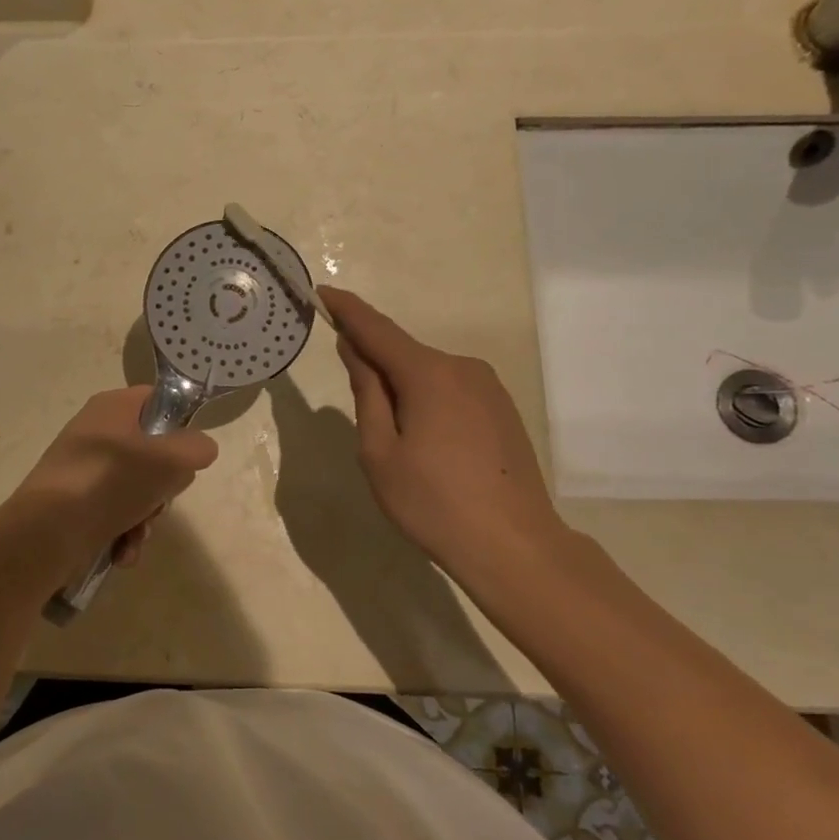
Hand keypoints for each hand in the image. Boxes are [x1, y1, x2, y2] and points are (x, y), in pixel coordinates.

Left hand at [1, 387, 218, 583]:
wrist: (44, 533)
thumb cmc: (109, 482)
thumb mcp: (168, 460)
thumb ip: (196, 448)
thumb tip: (200, 449)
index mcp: (113, 407)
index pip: (158, 400)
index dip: (180, 425)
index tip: (188, 455)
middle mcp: (97, 432)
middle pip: (152, 452)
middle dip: (163, 487)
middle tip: (159, 500)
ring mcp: (84, 468)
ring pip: (137, 488)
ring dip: (146, 518)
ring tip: (136, 536)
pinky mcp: (75, 502)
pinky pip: (114, 513)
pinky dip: (124, 534)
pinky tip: (122, 553)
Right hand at [321, 287, 568, 579]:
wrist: (515, 546)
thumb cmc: (433, 502)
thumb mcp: (380, 452)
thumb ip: (366, 392)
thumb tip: (354, 348)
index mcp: (428, 374)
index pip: (376, 329)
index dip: (347, 311)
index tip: (323, 293)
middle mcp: (462, 367)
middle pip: (403, 354)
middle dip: (374, 367)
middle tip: (362, 419)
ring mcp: (488, 387)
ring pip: (427, 375)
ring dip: (403, 391)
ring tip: (399, 447)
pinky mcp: (501, 408)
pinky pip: (450, 391)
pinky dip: (428, 403)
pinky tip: (429, 447)